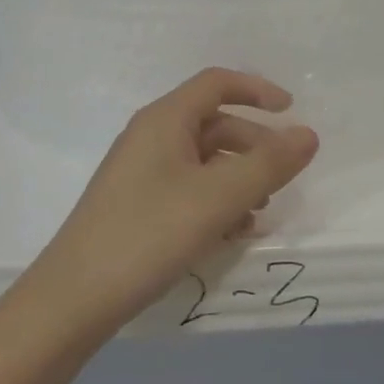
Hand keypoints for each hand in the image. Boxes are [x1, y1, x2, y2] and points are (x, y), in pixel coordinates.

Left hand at [6, 68, 319, 349]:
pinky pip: (187, 189)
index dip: (257, 90)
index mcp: (164, 120)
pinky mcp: (136, 206)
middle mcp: (150, 137)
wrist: (74, 299)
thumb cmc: (149, 234)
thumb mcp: (217, 198)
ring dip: (237, 178)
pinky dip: (215, 201)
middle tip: (283, 177)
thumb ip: (268, 165)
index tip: (291, 111)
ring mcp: (140, 173)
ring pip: (202, 161)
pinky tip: (231, 234)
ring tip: (259, 213)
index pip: (216, 83)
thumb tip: (309, 134)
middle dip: (253, 146)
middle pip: (213, 124)